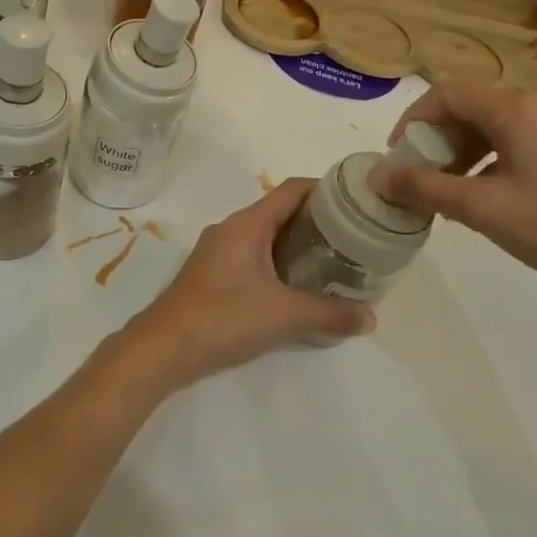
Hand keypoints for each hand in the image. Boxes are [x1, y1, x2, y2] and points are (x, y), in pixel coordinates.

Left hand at [123, 179, 375, 390]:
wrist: (165, 346)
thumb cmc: (224, 317)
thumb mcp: (284, 315)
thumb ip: (329, 313)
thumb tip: (371, 317)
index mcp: (247, 224)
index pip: (291, 190)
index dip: (324, 190)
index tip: (355, 202)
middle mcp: (231, 229)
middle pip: (280, 212)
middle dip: (316, 222)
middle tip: (353, 239)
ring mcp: (218, 252)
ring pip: (266, 237)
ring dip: (297, 246)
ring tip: (333, 263)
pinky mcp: (213, 275)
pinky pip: (253, 257)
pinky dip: (278, 264)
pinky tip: (298, 287)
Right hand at [371, 80, 536, 328]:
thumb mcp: (481, 209)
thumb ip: (423, 188)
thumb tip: (377, 177)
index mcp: (517, 109)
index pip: (447, 94)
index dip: (413, 120)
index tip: (399, 156)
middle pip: (473, 105)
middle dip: (438, 137)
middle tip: (423, 176)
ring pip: (498, 123)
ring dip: (465, 149)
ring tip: (453, 190)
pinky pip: (523, 139)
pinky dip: (494, 157)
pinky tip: (493, 195)